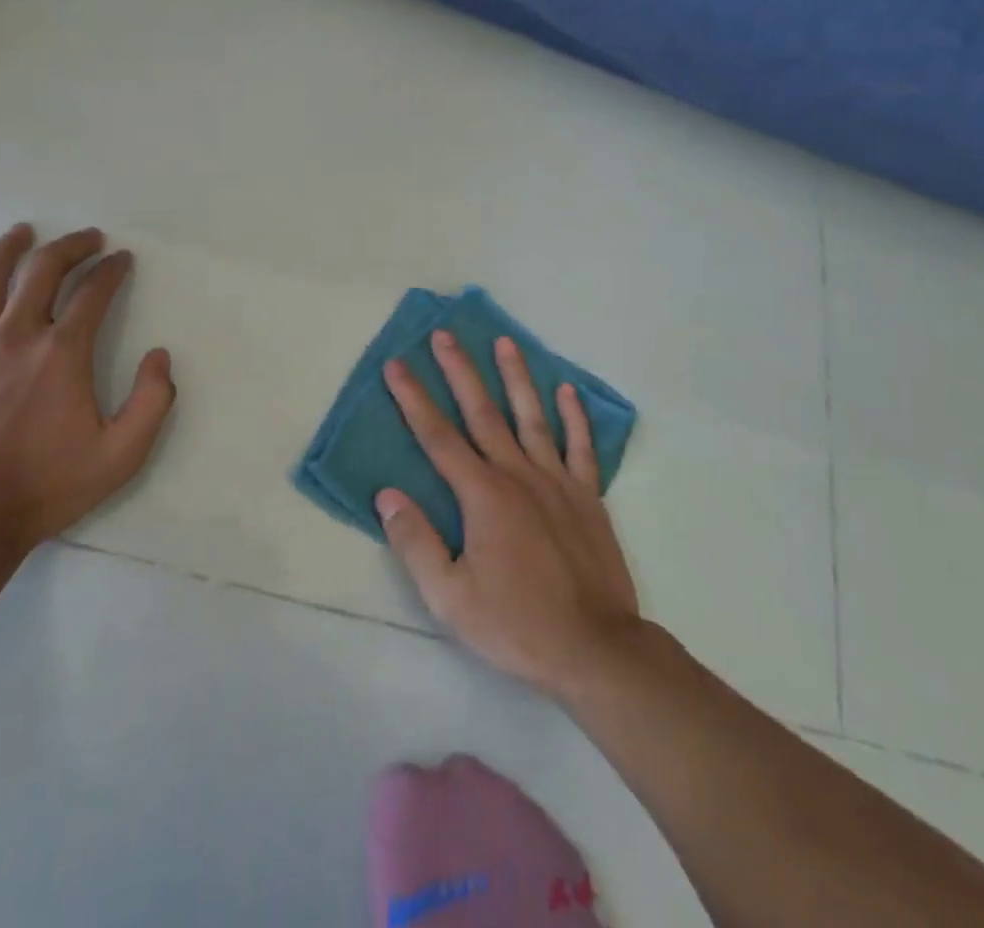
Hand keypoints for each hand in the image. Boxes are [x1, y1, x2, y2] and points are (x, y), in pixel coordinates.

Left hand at [0, 224, 176, 557]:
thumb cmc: (45, 488)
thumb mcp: (121, 455)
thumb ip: (153, 401)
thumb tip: (160, 355)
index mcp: (62, 353)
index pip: (94, 293)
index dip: (112, 270)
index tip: (122, 259)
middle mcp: (14, 336)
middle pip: (42, 270)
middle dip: (70, 246)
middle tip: (87, 237)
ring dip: (7, 250)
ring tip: (22, 232)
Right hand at [377, 332, 640, 697]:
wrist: (596, 649)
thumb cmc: (516, 625)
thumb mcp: (449, 598)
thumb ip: (416, 542)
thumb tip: (387, 494)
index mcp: (482, 495)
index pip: (437, 436)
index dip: (413, 398)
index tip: (396, 365)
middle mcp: (517, 475)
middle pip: (482, 412)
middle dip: (459, 371)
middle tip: (443, 334)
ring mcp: (557, 481)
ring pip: (531, 416)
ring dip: (516, 377)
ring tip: (505, 342)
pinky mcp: (588, 496)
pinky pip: (581, 447)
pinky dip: (574, 416)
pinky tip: (567, 390)